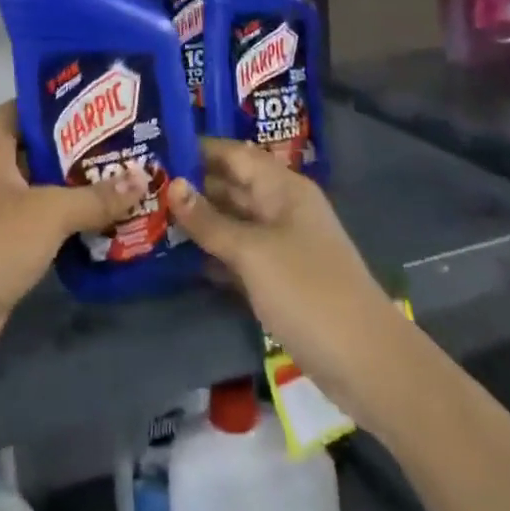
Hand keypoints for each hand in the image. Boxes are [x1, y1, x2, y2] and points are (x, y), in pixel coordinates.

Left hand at [0, 102, 149, 375]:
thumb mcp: (49, 213)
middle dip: (78, 146)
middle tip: (124, 139)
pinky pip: (40, 217)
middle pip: (37, 146)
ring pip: (41, 184)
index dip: (60, 102)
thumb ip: (96, 196)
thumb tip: (144, 177)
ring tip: (123, 174)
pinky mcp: (1, 242)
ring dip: (76, 184)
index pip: (25, 107)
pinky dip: (66, 216)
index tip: (101, 103)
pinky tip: (103, 216)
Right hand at [168, 138, 405, 425]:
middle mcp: (282, 207)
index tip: (154, 147)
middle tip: (143, 185)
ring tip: (151, 216)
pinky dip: (214, 253)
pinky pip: (240, 254)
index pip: (233, 154)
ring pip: (234, 221)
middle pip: (232, 185)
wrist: (367, 363)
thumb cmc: (307, 291)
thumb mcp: (252, 252)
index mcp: (282, 187)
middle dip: (192, 185)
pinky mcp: (281, 279)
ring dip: (199, 221)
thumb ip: (209, 221)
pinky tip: (180, 258)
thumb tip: (172, 185)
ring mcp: (283, 245)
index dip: (196, 149)